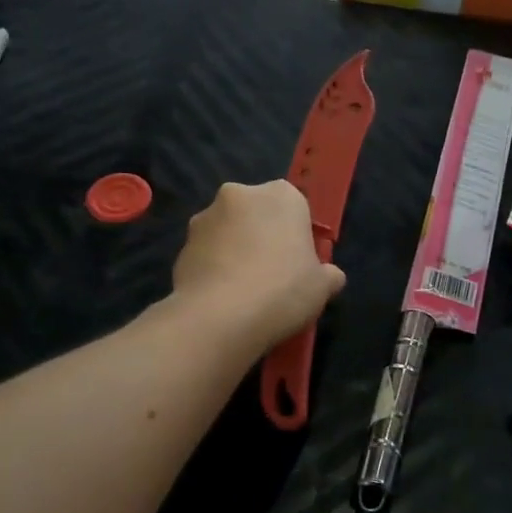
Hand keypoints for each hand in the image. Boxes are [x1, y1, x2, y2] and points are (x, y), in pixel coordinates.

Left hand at [172, 180, 345, 352]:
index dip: (296, 234)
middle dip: (261, 236)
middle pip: (256, 214)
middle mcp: (239, 195)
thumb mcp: (323, 287)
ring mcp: (205, 218)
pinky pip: (206, 254)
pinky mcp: (181, 245)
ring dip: (234, 250)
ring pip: (227, 232)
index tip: (298, 261)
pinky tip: (222, 298)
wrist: (220, 317)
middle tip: (272, 274)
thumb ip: (329, 275)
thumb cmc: (283, 290)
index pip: (294, 206)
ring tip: (243, 290)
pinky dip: (214, 269)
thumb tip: (331, 276)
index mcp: (281, 195)